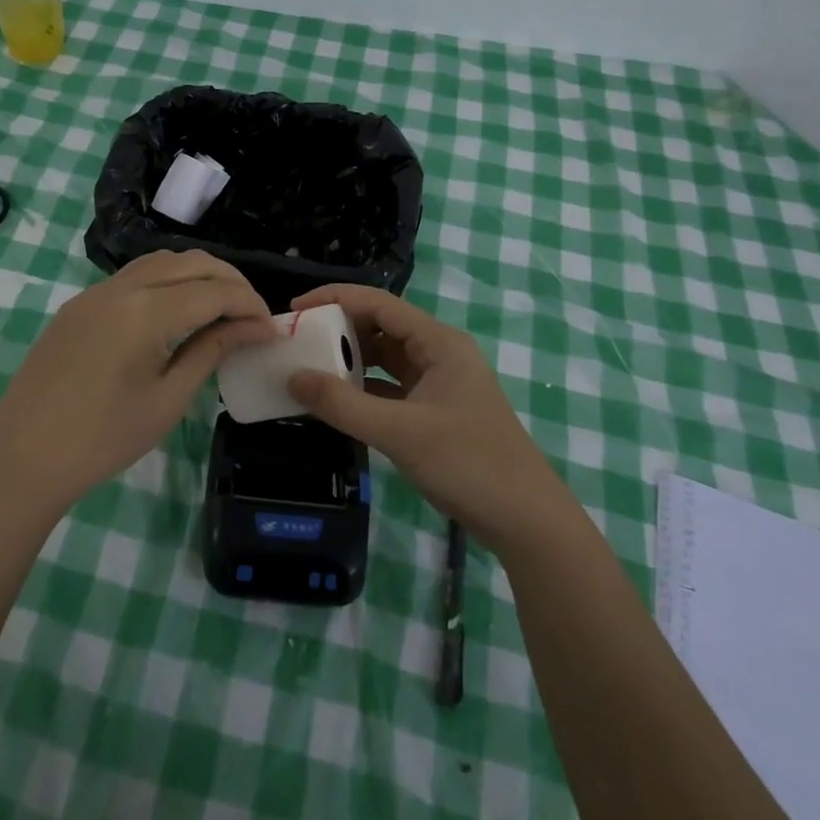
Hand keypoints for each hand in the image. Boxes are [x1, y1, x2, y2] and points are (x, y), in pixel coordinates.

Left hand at [0, 251, 276, 511]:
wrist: (23, 458)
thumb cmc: (103, 439)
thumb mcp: (168, 399)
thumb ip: (211, 350)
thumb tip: (254, 328)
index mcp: (146, 312)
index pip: (214, 290)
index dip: (250, 305)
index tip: (272, 330)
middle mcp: (122, 287)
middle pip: (191, 263)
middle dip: (230, 281)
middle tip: (252, 315)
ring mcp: (96, 291)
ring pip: (162, 261)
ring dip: (198, 274)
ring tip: (220, 308)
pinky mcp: (81, 304)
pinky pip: (135, 275)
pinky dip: (167, 280)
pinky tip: (177, 310)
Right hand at [286, 284, 568, 555]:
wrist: (527, 520)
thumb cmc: (468, 464)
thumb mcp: (399, 433)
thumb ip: (343, 405)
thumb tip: (292, 377)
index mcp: (438, 342)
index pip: (379, 303)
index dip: (335, 299)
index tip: (295, 310)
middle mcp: (440, 352)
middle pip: (382, 325)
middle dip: (340, 328)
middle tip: (297, 340)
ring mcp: (440, 382)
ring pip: (386, 357)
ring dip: (351, 359)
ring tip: (310, 366)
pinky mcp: (437, 410)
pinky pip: (392, 386)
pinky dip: (365, 388)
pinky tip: (338, 400)